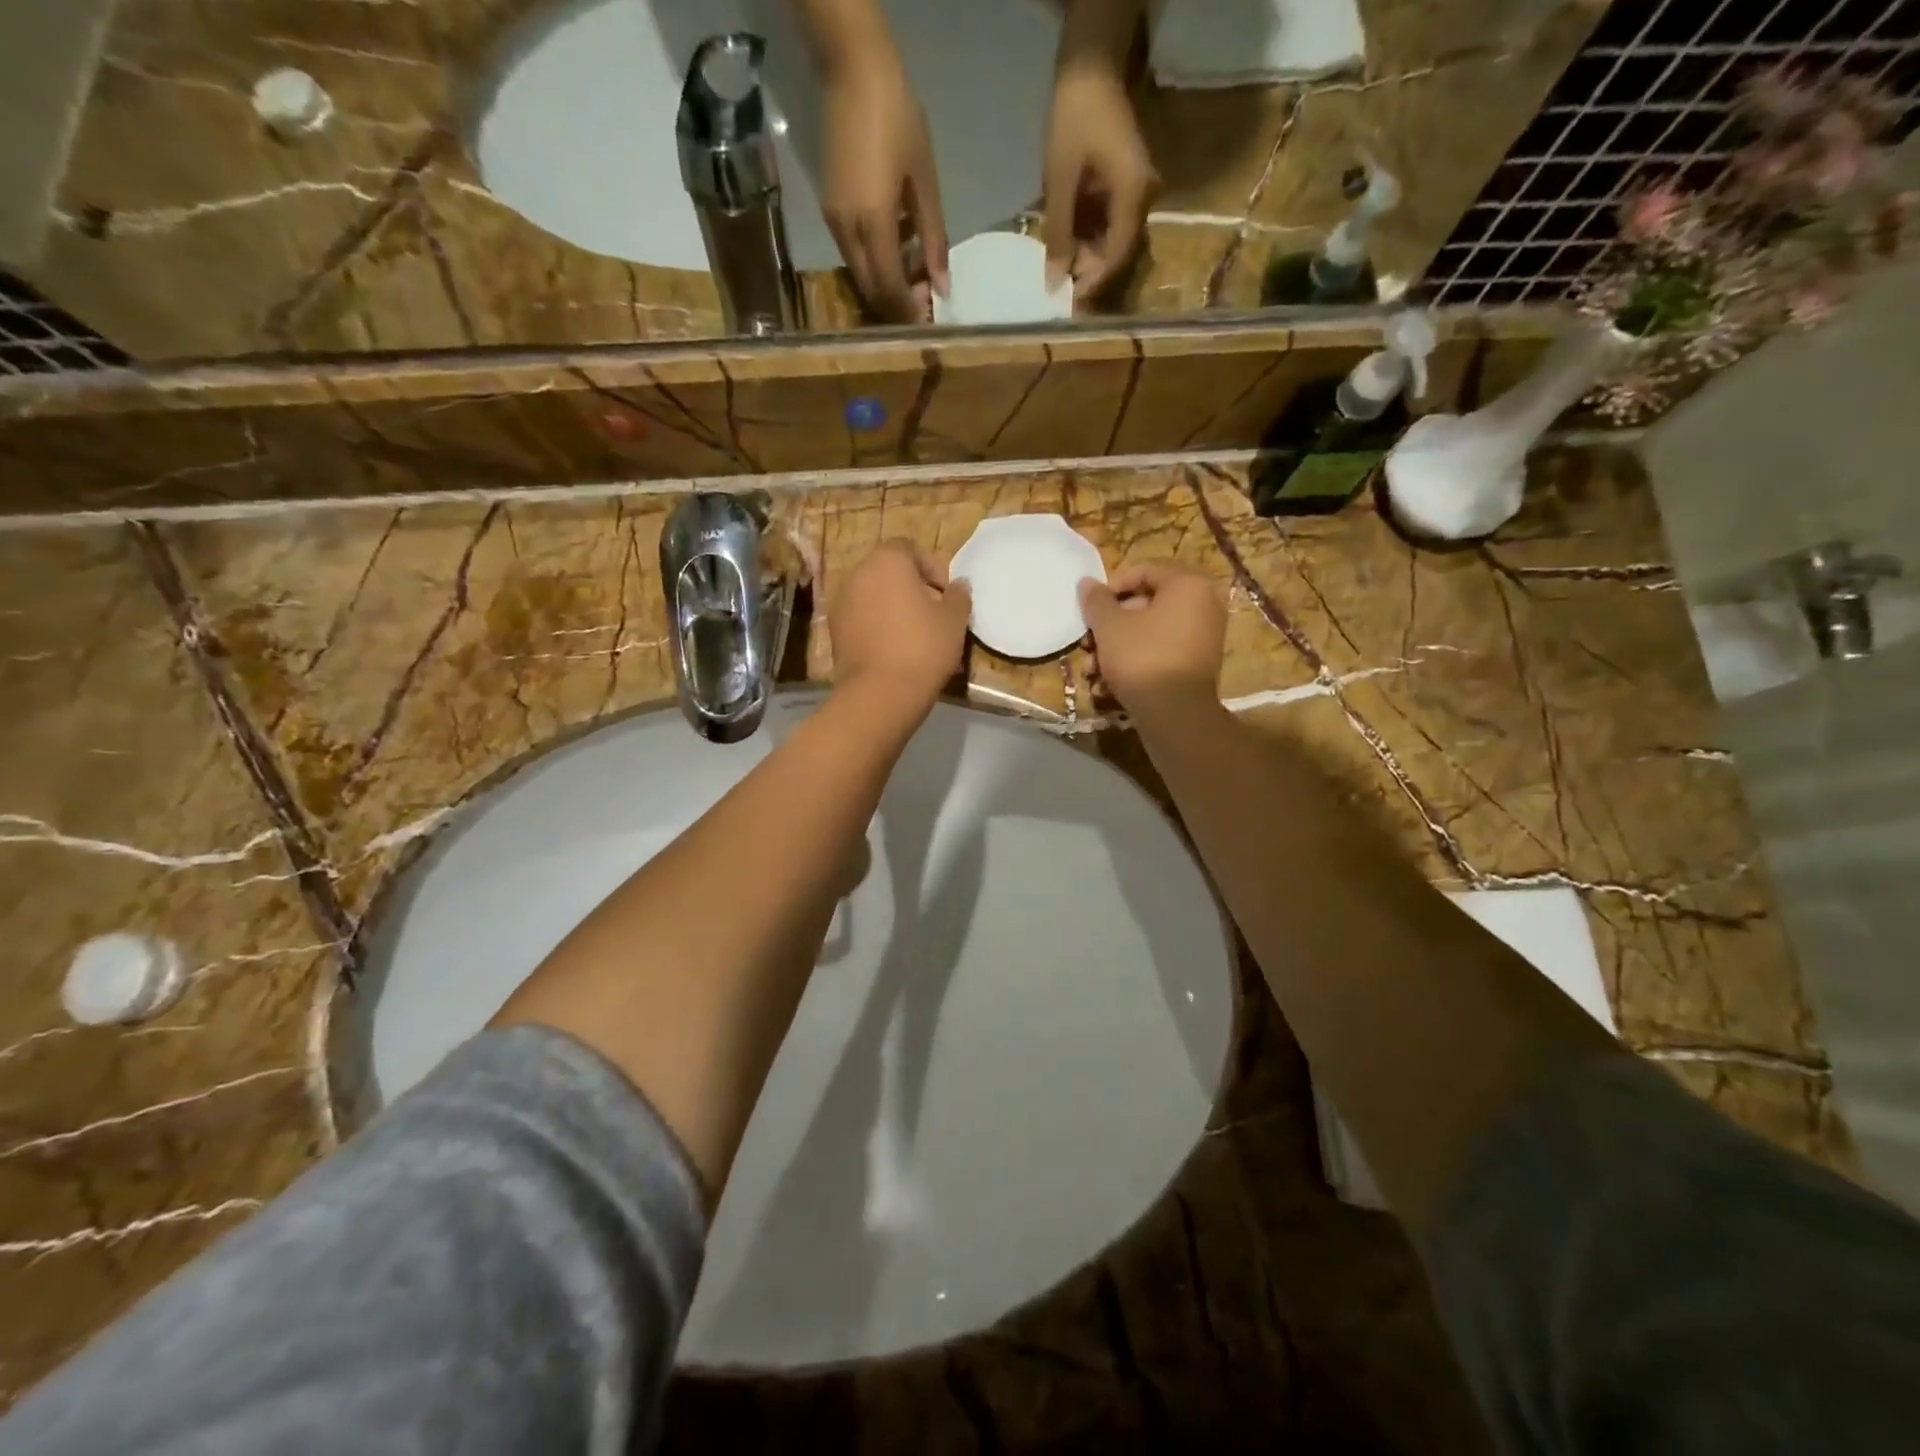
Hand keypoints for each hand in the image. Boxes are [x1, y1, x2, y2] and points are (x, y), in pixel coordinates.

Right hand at [820, 45, 948, 321]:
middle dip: (896, 304)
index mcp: (874, 223)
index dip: (908, 309)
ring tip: (915, 267)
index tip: (929, 314)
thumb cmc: (899, 121)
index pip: (889, 288)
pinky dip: (876, 262)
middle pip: (871, 289)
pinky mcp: (830, 211)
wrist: (854, 73)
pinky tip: (898, 244)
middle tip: (924, 298)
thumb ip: (934, 239)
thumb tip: (943, 286)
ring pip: (861, 274)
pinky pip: (854, 253)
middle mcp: (848, 231)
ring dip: (886, 283)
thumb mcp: (925, 183)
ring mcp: (834, 222)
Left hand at [831, 540, 971, 711]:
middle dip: (911, 587)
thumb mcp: (954, 620)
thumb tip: (958, 585)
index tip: (945, 594)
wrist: (880, 693)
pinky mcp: (834, 632)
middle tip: (932, 613)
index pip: (909, 548)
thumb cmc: (923, 647)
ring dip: (892, 607)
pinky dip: (876, 626)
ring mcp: (841, 603)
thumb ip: (958, 595)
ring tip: (914, 634)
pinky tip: (894, 650)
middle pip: (888, 571)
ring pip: (873, 596)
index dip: (931, 567)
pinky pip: (861, 618)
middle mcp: (858, 574)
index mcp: (887, 561)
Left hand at [1041, 60, 1155, 299]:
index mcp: (1133, 196)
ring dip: (1086, 259)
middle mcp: (1141, 199)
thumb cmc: (1074, 119)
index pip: (1117, 256)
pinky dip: (1087, 239)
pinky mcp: (1123, 188)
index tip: (1070, 303)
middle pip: (1117, 253)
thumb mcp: (1060, 180)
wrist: (1089, 67)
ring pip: (1112, 241)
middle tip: (1059, 292)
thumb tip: (1053, 281)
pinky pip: (1108, 224)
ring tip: (1057, 272)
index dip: (1094, 284)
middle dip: (1089, 275)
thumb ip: (1058, 233)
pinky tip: (1065, 248)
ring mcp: (1134, 193)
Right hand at [1078, 563, 1224, 715]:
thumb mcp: (1109, 626)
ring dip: (1115, 651)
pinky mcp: (1198, 664)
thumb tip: (1086, 582)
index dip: (1110, 588)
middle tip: (1086, 646)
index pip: (1143, 571)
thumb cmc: (1141, 658)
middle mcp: (1204, 604)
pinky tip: (1109, 688)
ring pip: (1149, 634)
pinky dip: (1136, 664)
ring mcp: (1204, 636)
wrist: (1175, 714)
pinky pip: (1162, 653)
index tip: (1089, 609)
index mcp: (1188, 584)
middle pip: (1145, 606)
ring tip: (1092, 673)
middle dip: (1108, 629)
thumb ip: (1096, 601)